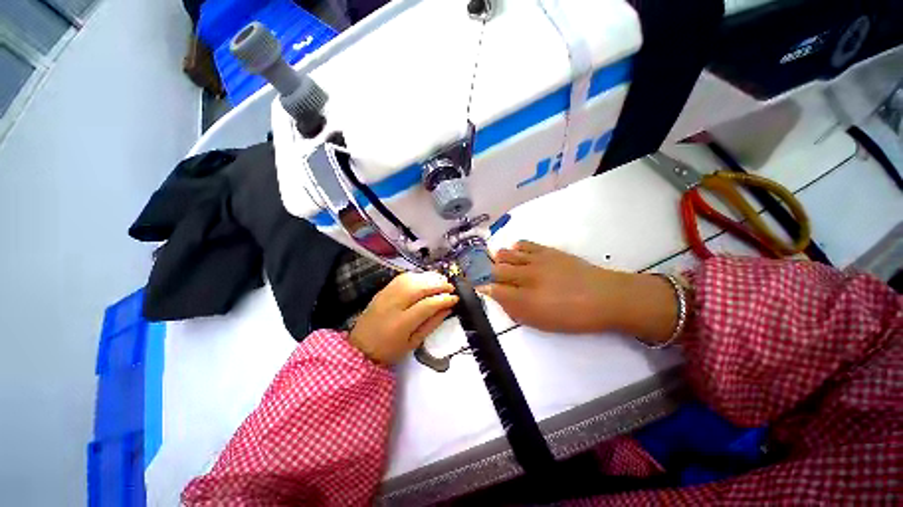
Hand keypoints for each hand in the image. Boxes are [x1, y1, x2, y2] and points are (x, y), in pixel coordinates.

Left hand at [349, 272, 458, 364]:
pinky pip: (402, 277)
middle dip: (439, 285)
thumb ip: (432, 324)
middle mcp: (393, 304)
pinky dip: (417, 276)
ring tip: (442, 281)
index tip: (455, 298)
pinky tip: (426, 279)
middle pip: (420, 287)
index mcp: (401, 323)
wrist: (360, 347)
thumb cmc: (390, 350)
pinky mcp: (383, 290)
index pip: (427, 304)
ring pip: (412, 279)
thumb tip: (448, 308)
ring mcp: (386, 294)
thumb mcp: (414, 343)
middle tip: (451, 287)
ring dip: (429, 277)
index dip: (444, 299)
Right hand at [481, 241, 677, 342]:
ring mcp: (536, 261)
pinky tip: (515, 251)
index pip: (494, 290)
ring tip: (496, 261)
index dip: (483, 287)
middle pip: (496, 270)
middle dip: (486, 272)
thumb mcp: (543, 323)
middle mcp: (526, 277)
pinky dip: (515, 247)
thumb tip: (500, 299)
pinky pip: (524, 244)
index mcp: (524, 299)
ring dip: (498, 259)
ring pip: (507, 255)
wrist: (605, 297)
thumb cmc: (573, 317)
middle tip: (483, 273)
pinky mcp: (547, 251)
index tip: (478, 286)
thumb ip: (517, 311)